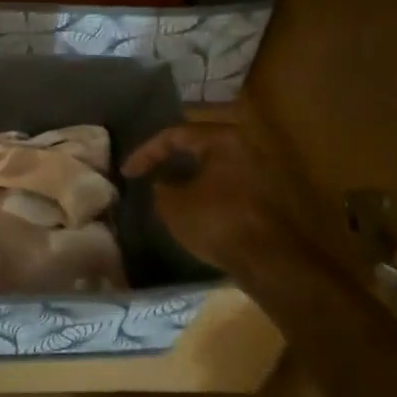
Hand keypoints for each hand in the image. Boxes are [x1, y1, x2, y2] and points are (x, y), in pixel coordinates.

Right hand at [121, 116, 303, 272]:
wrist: (269, 260)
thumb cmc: (217, 222)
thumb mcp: (173, 205)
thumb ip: (162, 188)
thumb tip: (163, 184)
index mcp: (223, 139)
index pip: (175, 135)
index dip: (146, 152)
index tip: (128, 173)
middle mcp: (247, 147)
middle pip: (199, 146)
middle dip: (171, 159)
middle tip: (148, 172)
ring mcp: (262, 171)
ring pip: (215, 166)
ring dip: (190, 176)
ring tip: (168, 190)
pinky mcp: (268, 196)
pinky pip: (229, 184)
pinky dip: (207, 189)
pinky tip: (194, 206)